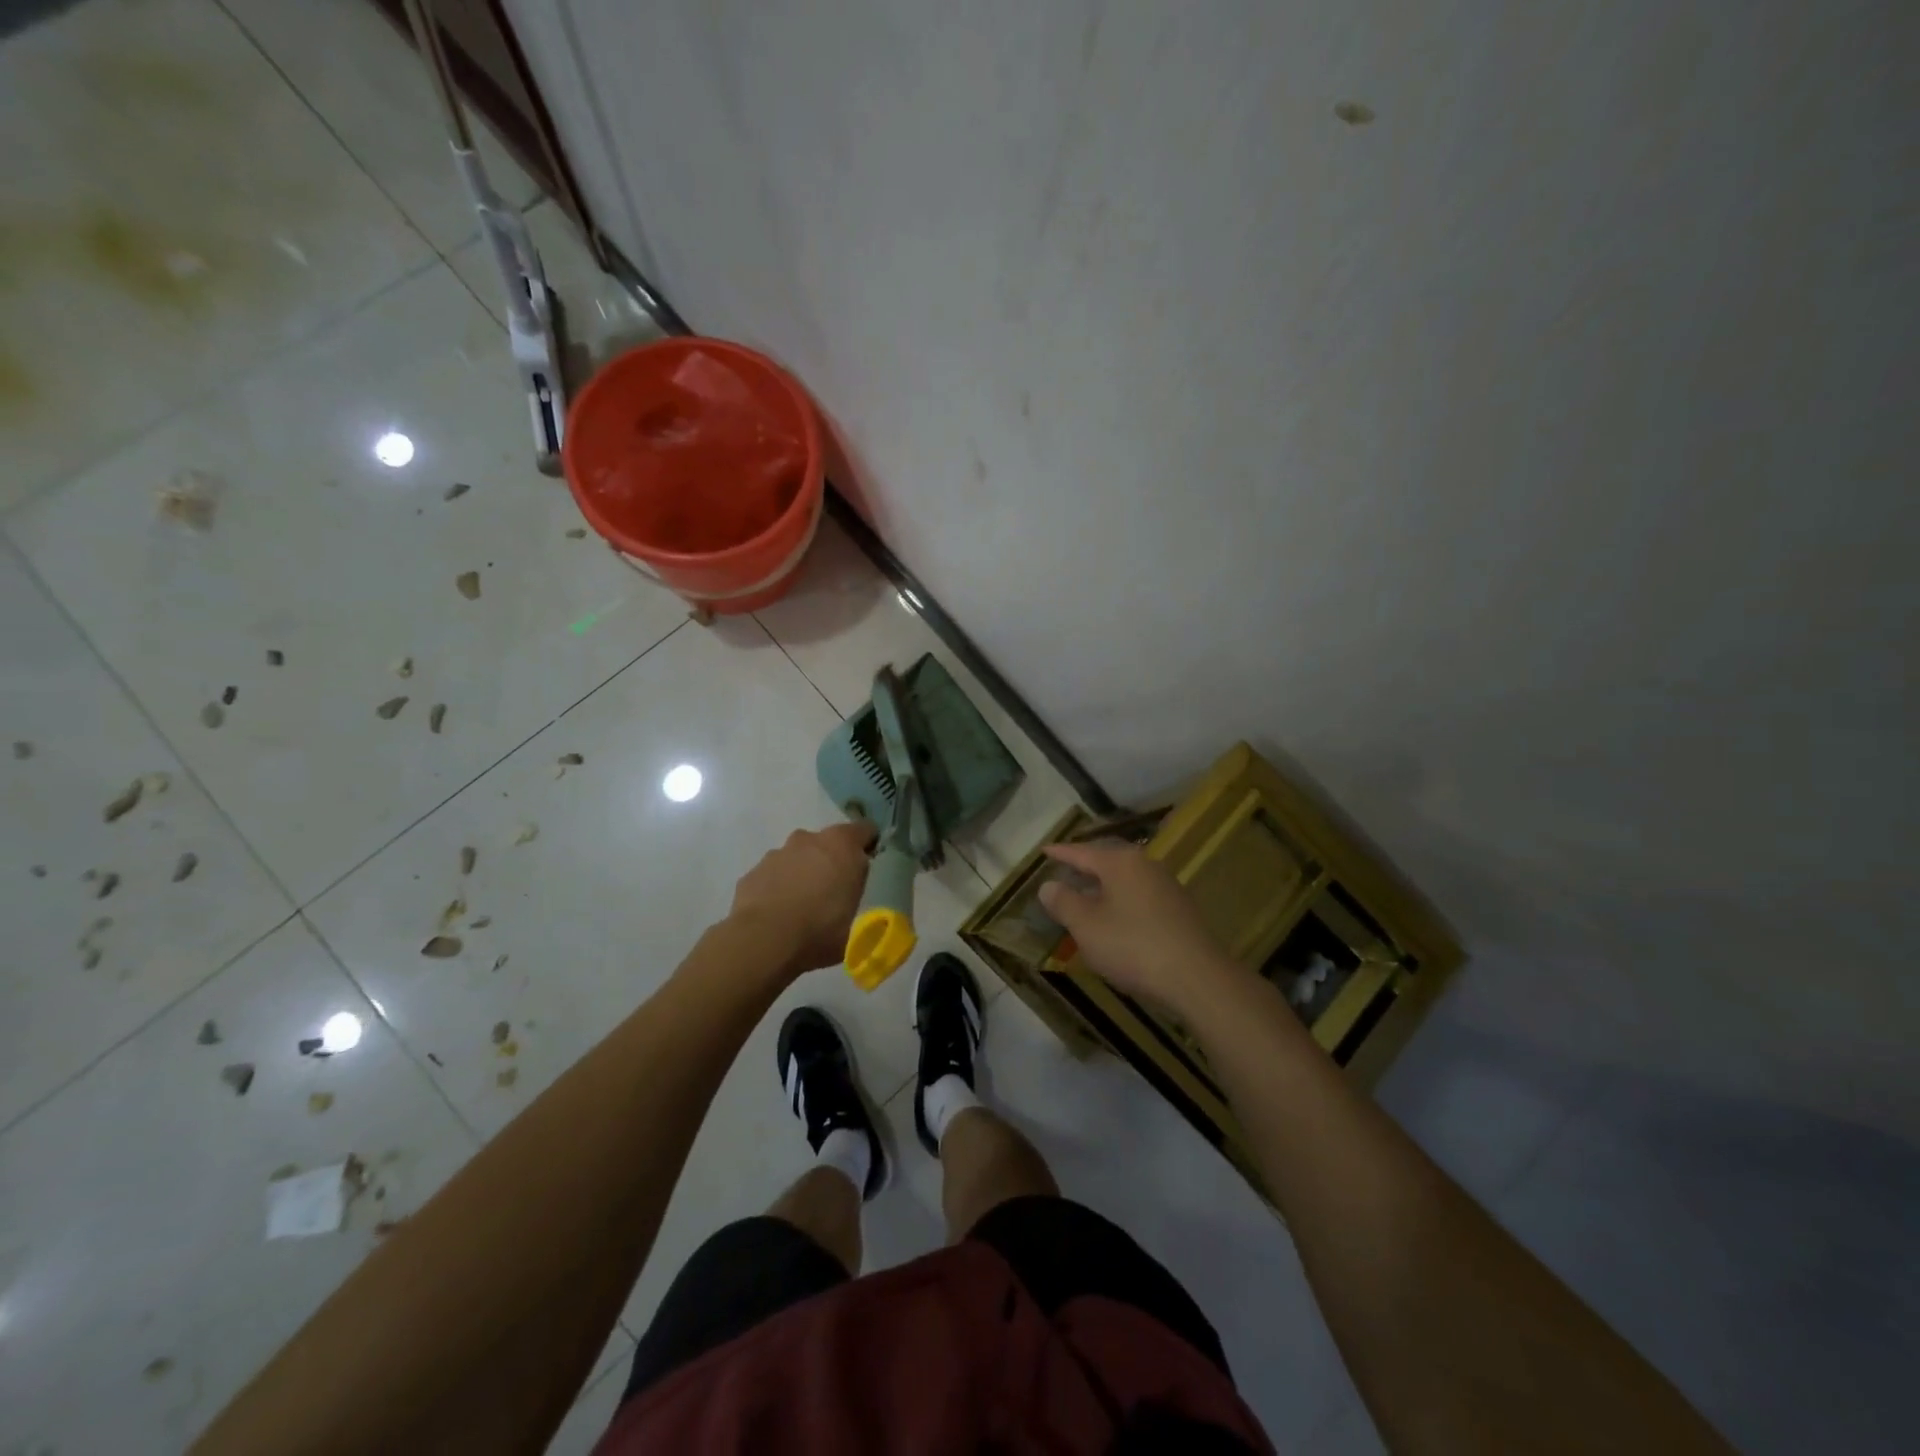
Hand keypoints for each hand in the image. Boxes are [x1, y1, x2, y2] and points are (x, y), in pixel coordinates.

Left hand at [729, 821, 877, 976]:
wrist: (763, 941)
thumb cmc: (819, 930)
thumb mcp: (855, 921)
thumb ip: (852, 895)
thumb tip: (847, 893)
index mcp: (842, 845)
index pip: (865, 830)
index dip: (868, 845)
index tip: (867, 864)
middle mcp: (809, 840)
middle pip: (827, 843)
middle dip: (831, 861)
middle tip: (833, 892)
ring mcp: (778, 853)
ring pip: (798, 857)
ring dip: (802, 873)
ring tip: (801, 907)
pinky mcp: (753, 871)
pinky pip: (773, 875)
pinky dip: (777, 887)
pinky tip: (777, 914)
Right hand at [1038, 841, 1241, 1016]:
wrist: (1197, 978)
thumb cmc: (1133, 946)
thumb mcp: (1086, 926)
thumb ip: (1064, 902)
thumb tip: (1049, 885)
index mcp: (1121, 862)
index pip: (1082, 852)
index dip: (1061, 853)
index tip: (1044, 850)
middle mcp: (1146, 865)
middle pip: (1108, 860)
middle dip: (1085, 865)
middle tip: (1064, 869)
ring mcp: (1167, 886)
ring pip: (1126, 878)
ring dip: (1104, 885)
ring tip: (1086, 895)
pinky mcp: (1179, 910)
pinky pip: (1140, 895)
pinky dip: (1121, 900)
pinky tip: (1115, 918)